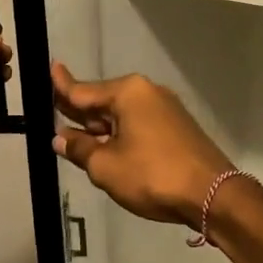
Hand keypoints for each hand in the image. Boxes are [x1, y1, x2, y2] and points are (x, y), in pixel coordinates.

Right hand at [50, 63, 233, 228]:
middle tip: (52, 108)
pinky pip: (138, 124)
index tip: (50, 68)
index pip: (83, 90)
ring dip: (99, 126)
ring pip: (121, 114)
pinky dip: (120, 133)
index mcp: (127, 93)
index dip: (62, 85)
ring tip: (73, 132)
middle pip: (103, 100)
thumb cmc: (152, 175)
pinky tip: (107, 145)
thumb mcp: (106, 166)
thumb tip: (60, 138)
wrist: (212, 195)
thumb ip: (79, 149)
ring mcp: (165, 109)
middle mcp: (147, 93)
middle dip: (79, 109)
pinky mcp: (176, 128)